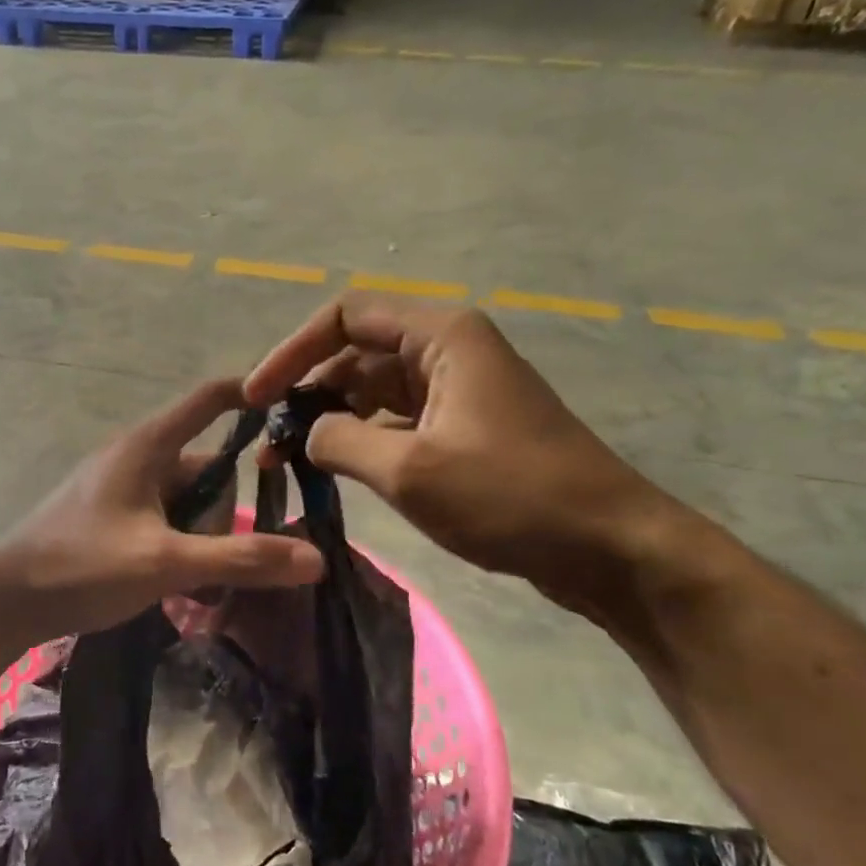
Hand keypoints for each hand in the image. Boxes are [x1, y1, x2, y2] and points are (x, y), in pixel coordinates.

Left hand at [0, 379, 323, 644]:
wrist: (5, 601)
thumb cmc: (82, 566)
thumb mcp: (165, 563)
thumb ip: (240, 559)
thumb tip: (316, 558)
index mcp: (148, 445)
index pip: (210, 398)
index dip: (253, 394)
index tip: (296, 410)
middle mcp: (138, 457)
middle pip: (208, 467)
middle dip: (226, 514)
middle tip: (224, 562)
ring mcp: (123, 488)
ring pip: (189, 501)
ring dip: (204, 539)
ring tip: (199, 585)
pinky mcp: (114, 516)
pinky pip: (166, 520)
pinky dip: (182, 546)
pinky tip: (181, 587)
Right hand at [245, 299, 678, 606]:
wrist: (608, 547)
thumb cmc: (511, 496)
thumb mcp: (411, 470)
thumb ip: (340, 441)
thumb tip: (306, 434)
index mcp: (441, 335)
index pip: (345, 317)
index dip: (292, 352)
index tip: (256, 399)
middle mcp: (447, 349)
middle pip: (356, 353)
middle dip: (307, 392)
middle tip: (268, 441)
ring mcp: (457, 389)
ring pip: (373, 390)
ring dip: (330, 420)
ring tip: (289, 462)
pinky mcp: (462, 427)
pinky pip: (396, 420)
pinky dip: (361, 440)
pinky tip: (334, 471)